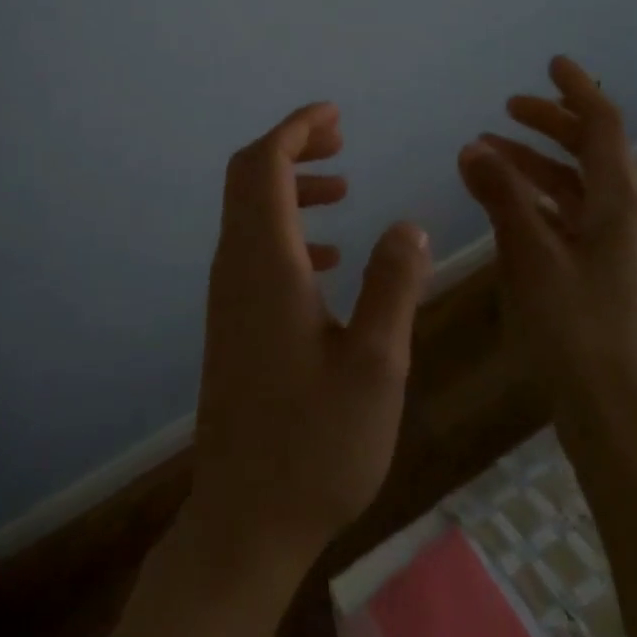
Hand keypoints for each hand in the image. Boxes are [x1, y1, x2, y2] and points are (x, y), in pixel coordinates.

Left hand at [191, 102, 431, 569]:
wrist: (244, 522)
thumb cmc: (315, 446)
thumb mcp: (376, 366)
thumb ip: (393, 286)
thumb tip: (408, 225)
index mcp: (265, 264)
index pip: (264, 165)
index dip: (296, 129)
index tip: (335, 114)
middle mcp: (236, 267)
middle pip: (248, 178)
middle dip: (292, 146)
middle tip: (341, 139)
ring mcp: (229, 296)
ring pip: (250, 212)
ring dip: (291, 187)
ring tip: (344, 187)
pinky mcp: (234, 322)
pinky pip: (255, 249)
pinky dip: (288, 230)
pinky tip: (330, 258)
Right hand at [456, 57, 636, 446]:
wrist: (617, 414)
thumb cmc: (576, 328)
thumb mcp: (531, 254)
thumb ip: (502, 195)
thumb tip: (473, 146)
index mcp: (618, 201)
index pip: (602, 125)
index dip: (577, 90)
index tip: (551, 62)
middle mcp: (623, 214)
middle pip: (591, 149)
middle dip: (551, 123)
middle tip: (507, 108)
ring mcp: (614, 245)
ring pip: (576, 183)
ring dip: (537, 161)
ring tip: (489, 152)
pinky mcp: (600, 271)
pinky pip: (569, 214)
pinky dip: (538, 196)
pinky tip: (505, 204)